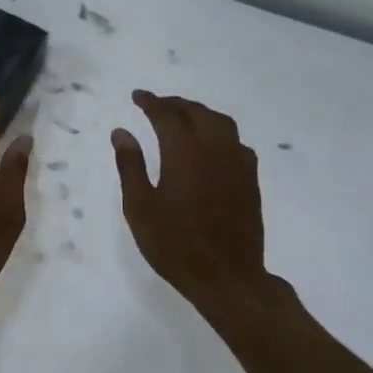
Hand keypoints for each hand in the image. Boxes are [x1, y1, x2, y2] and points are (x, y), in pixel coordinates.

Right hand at [111, 91, 279, 310]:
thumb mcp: (139, 206)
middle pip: (196, 112)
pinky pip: (236, 143)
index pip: (167, 114)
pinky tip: (211, 146)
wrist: (227, 277)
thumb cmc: (174, 244)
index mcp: (184, 152)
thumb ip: (130, 165)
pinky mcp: (251, 180)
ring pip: (221, 123)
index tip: (137, 96)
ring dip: (199, 114)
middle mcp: (215, 149)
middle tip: (156, 105)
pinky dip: (219, 133)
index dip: (151, 102)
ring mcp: (238, 164)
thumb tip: (122, 132)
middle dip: (175, 104)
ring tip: (183, 118)